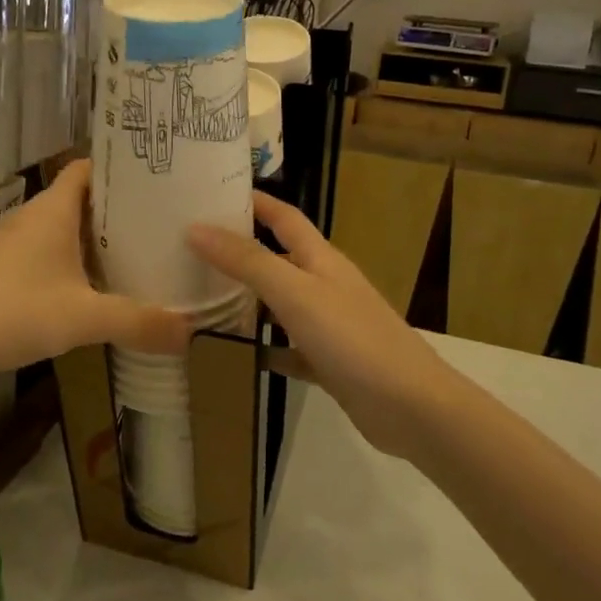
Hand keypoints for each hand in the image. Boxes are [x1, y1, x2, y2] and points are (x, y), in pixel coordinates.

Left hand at [0, 160, 190, 384]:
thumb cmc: (17, 313)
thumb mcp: (85, 319)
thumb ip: (138, 323)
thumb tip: (190, 333)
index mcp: (52, 211)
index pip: (86, 168)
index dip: (117, 169)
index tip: (153, 180)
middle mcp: (30, 217)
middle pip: (78, 198)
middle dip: (114, 208)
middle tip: (156, 222)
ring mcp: (10, 241)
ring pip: (60, 226)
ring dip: (91, 236)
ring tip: (131, 251)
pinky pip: (43, 248)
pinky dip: (68, 257)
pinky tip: (87, 285)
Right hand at [190, 191, 455, 458]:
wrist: (411, 407)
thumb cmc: (352, 338)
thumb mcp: (295, 293)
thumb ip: (247, 261)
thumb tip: (196, 227)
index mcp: (320, 259)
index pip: (283, 217)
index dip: (254, 201)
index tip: (212, 193)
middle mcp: (324, 285)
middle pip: (277, 258)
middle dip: (239, 250)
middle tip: (189, 249)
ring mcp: (328, 326)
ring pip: (278, 305)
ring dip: (245, 300)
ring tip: (198, 298)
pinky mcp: (328, 363)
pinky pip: (286, 350)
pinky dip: (261, 349)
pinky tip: (232, 356)